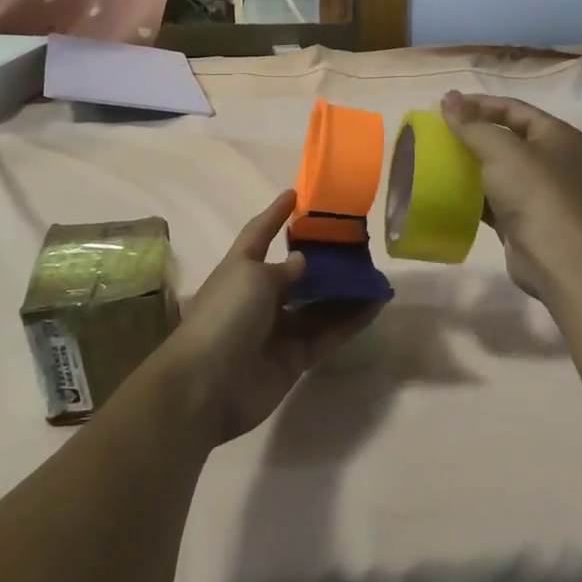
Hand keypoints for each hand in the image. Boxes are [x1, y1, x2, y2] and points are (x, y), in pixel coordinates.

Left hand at [162, 190, 380, 443]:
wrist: (205, 387)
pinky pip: (328, 333)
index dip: (275, 214)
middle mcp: (259, 297)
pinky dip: (351, 321)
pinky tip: (375, 306)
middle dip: (324, 259)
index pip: (259, 234)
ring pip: (318, 304)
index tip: (297, 194)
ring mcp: (278, 329)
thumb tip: (303, 262)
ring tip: (375, 275)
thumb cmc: (225, 317)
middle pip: (297, 272)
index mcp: (241, 269)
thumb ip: (286, 269)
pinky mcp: (295, 358)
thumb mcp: (254, 278)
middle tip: (357, 244)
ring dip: (345, 291)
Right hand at [441, 91, 581, 299]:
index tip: (445, 104)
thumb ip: (472, 125)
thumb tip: (448, 99)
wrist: (556, 255)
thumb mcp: (501, 150)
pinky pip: (492, 199)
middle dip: (473, 133)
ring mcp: (537, 192)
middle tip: (439, 131)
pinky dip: (471, 194)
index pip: (513, 109)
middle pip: (506, 138)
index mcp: (555, 135)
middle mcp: (550, 160)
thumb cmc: (533, 190)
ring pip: (497, 170)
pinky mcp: (521, 219)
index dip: (479, 104)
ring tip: (436, 158)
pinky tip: (446, 191)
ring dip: (470, 164)